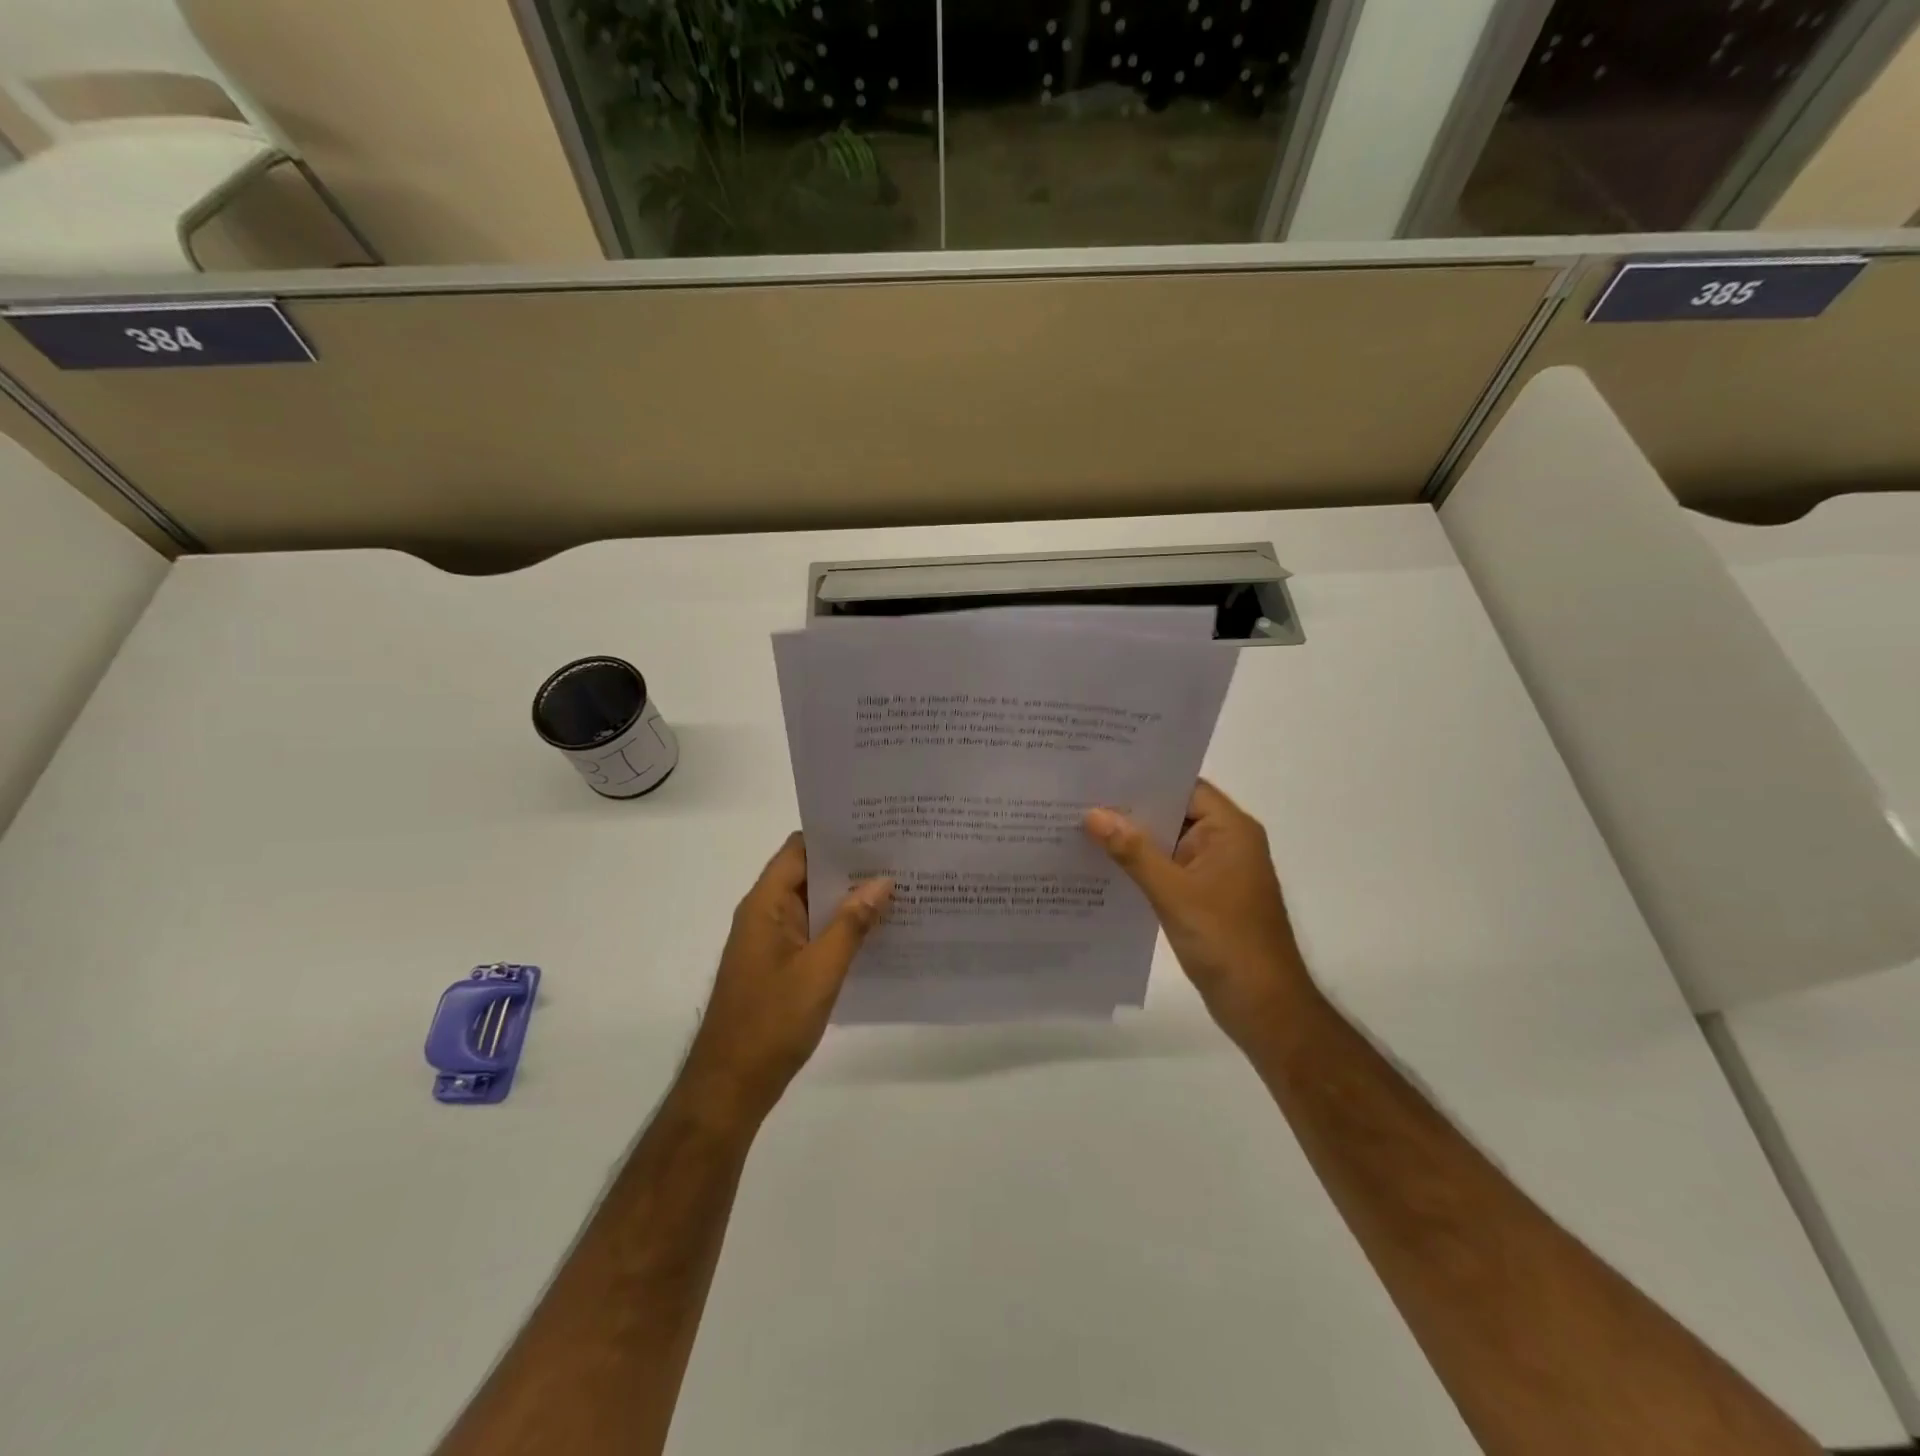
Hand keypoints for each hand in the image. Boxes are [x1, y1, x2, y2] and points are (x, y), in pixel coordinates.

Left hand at [680, 834, 891, 1122]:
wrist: (730, 1087)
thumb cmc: (771, 1023)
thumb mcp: (820, 970)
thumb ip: (852, 923)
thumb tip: (882, 881)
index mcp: (766, 904)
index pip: (800, 849)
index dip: (835, 835)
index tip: (877, 829)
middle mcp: (766, 914)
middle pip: (809, 874)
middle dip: (851, 866)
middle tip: (900, 857)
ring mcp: (772, 942)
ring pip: (815, 905)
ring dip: (850, 899)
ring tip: (899, 889)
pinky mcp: (781, 966)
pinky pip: (815, 933)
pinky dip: (842, 927)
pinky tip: (879, 932)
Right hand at [1085, 780, 1312, 1049]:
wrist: (1263, 1007)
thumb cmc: (1226, 941)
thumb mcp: (1174, 893)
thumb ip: (1133, 851)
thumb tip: (1093, 814)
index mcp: (1230, 830)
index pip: (1183, 787)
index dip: (1144, 778)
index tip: (1101, 772)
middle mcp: (1225, 842)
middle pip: (1173, 812)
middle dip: (1131, 808)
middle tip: (1079, 796)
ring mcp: (1215, 870)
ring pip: (1167, 842)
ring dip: (1133, 839)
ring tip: (1081, 825)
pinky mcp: (1205, 896)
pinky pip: (1168, 868)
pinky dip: (1141, 865)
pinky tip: (1104, 865)